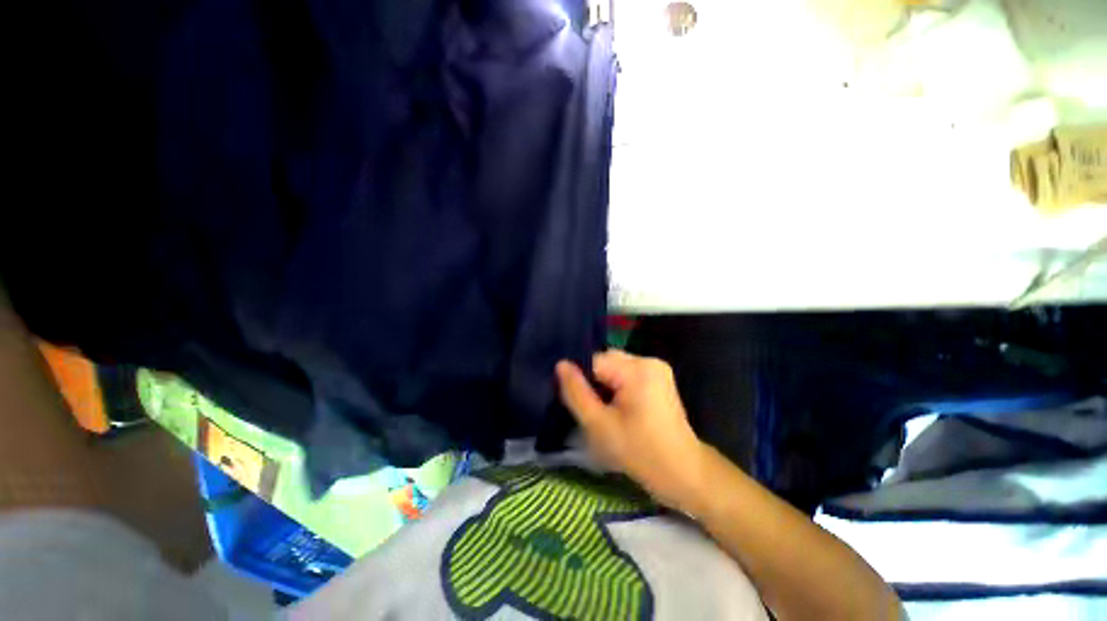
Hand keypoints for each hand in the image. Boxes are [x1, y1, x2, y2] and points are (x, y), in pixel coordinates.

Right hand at [556, 350, 705, 509]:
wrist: (683, 473)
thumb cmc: (640, 452)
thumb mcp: (599, 425)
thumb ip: (576, 392)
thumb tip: (561, 365)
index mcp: (636, 369)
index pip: (594, 361)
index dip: (581, 380)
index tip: (579, 403)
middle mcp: (648, 360)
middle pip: (605, 361)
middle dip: (594, 382)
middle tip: (593, 410)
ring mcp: (656, 368)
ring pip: (615, 368)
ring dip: (605, 385)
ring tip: (607, 411)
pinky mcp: (659, 377)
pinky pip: (627, 373)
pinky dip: (618, 387)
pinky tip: (619, 408)